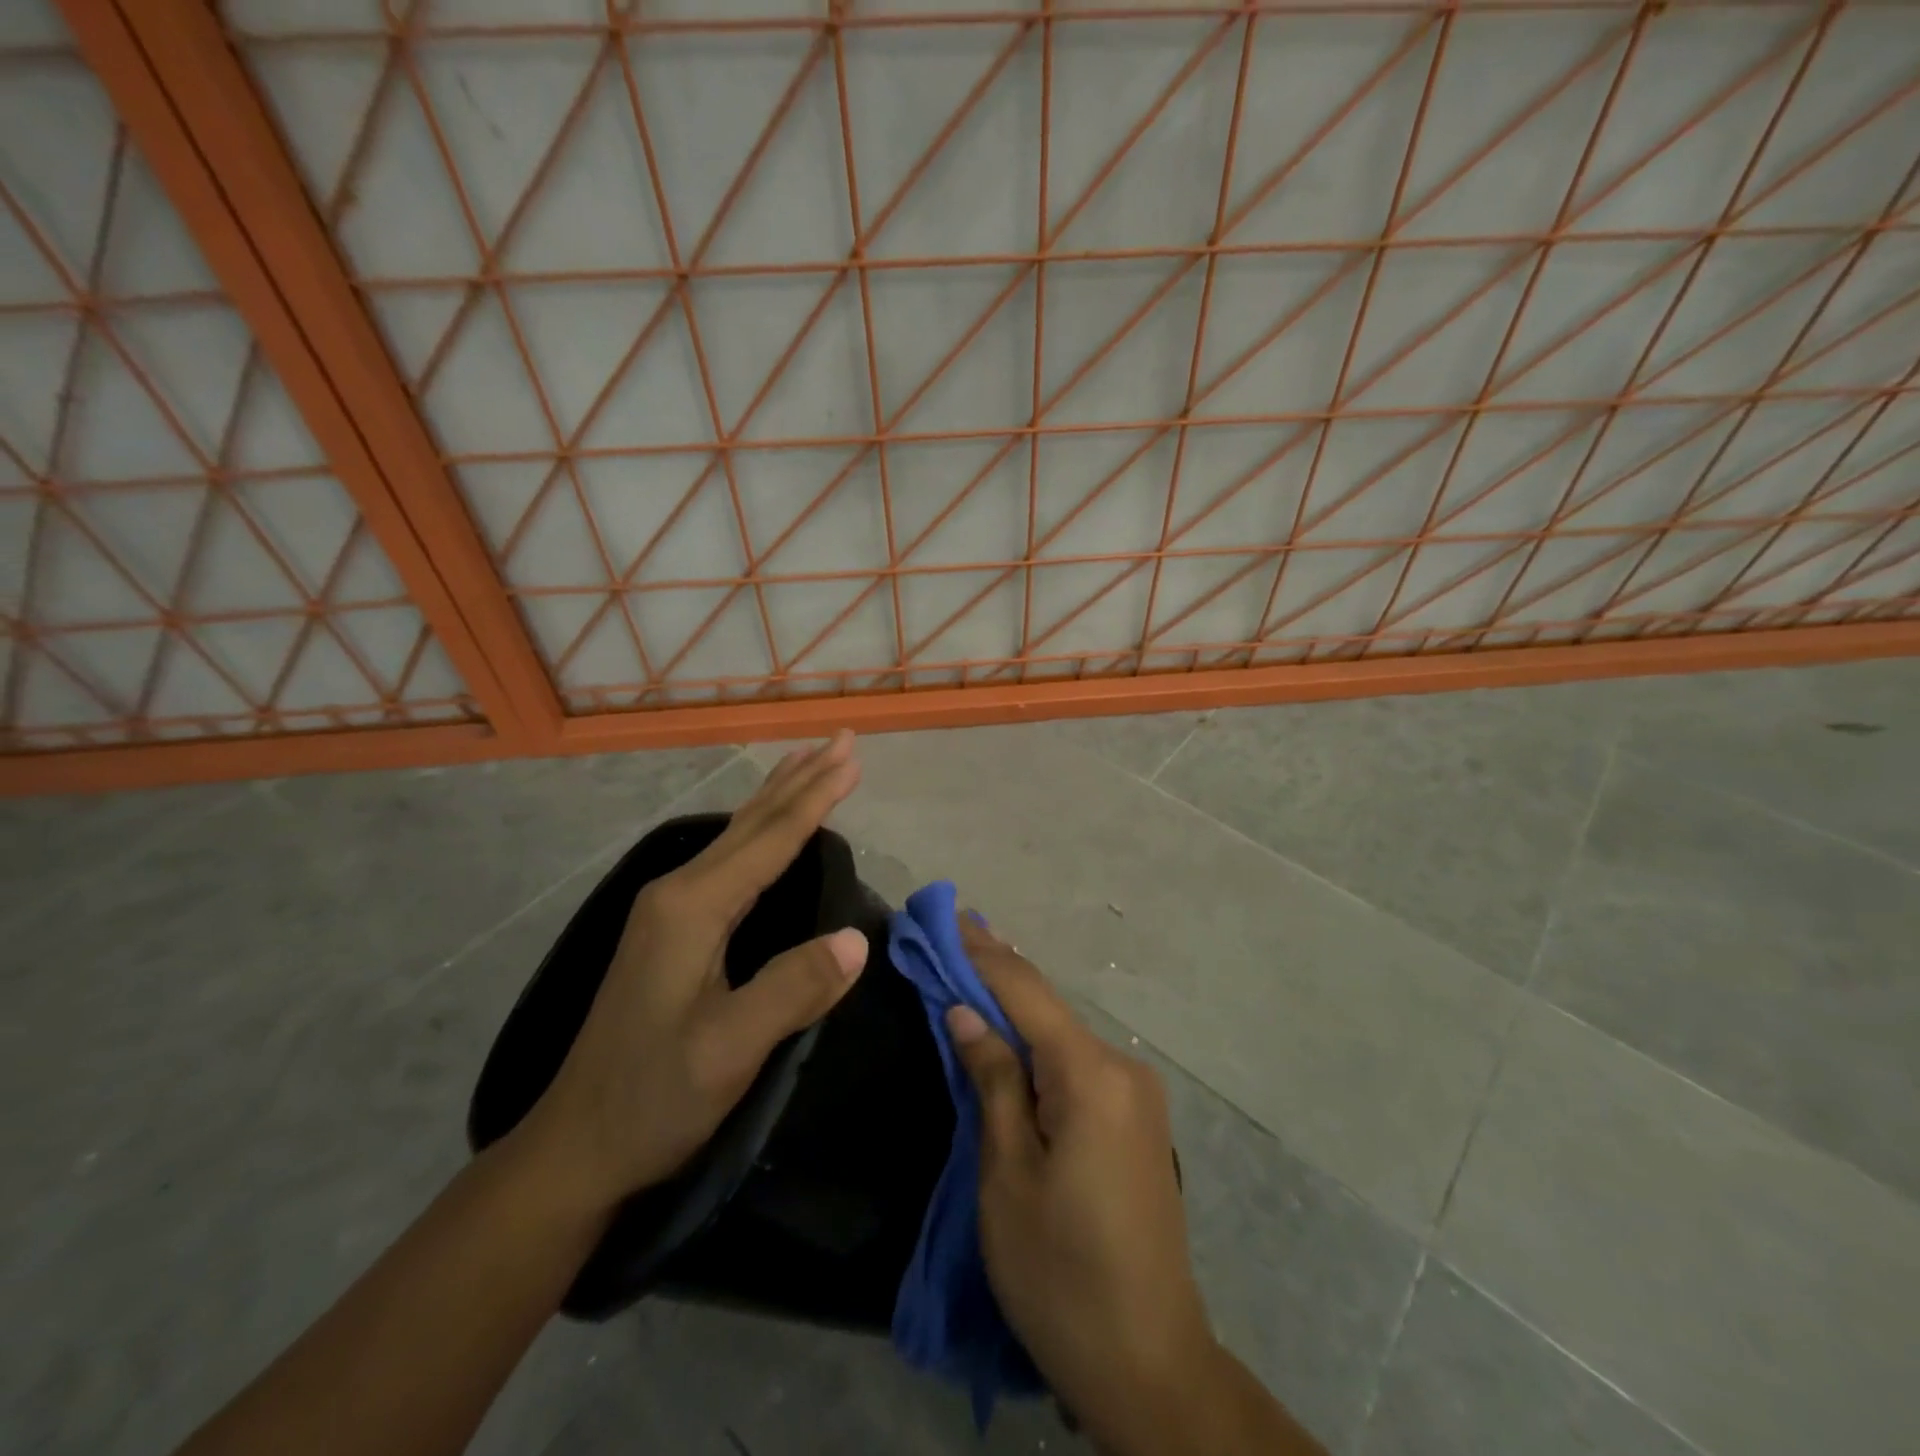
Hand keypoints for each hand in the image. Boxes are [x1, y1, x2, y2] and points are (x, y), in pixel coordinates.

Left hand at [512, 733, 867, 1214]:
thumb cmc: (653, 1098)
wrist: (577, 1144)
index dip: (817, 796)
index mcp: (693, 908)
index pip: (770, 838)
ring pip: (737, 836)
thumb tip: (857, 938)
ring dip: (779, 797)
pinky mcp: (671, 929)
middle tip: (840, 740)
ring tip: (809, 762)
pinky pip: (729, 859)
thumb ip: (792, 990)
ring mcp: (669, 909)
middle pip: (752, 822)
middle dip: (800, 779)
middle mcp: (679, 893)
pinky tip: (767, 831)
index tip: (852, 757)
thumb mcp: (728, 1052)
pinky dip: (761, 830)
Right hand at [949, 918, 1325, 1455]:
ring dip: (1016, 1006)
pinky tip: (1012, 1030)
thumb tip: (965, 1010)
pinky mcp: (1137, 1119)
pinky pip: (1078, 1062)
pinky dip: (1039, 1041)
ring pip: (1063, 1033)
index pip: (1025, 992)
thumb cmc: (1060, 1273)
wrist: (1149, 1365)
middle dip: (997, 971)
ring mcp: (1137, 1093)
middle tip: (953, 933)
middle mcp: (1123, 1068)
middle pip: (1048, 1007)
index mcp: (1091, 1075)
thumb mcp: (1007, 1175)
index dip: (982, 953)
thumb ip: (992, 1080)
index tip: (946, 917)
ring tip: (972, 969)